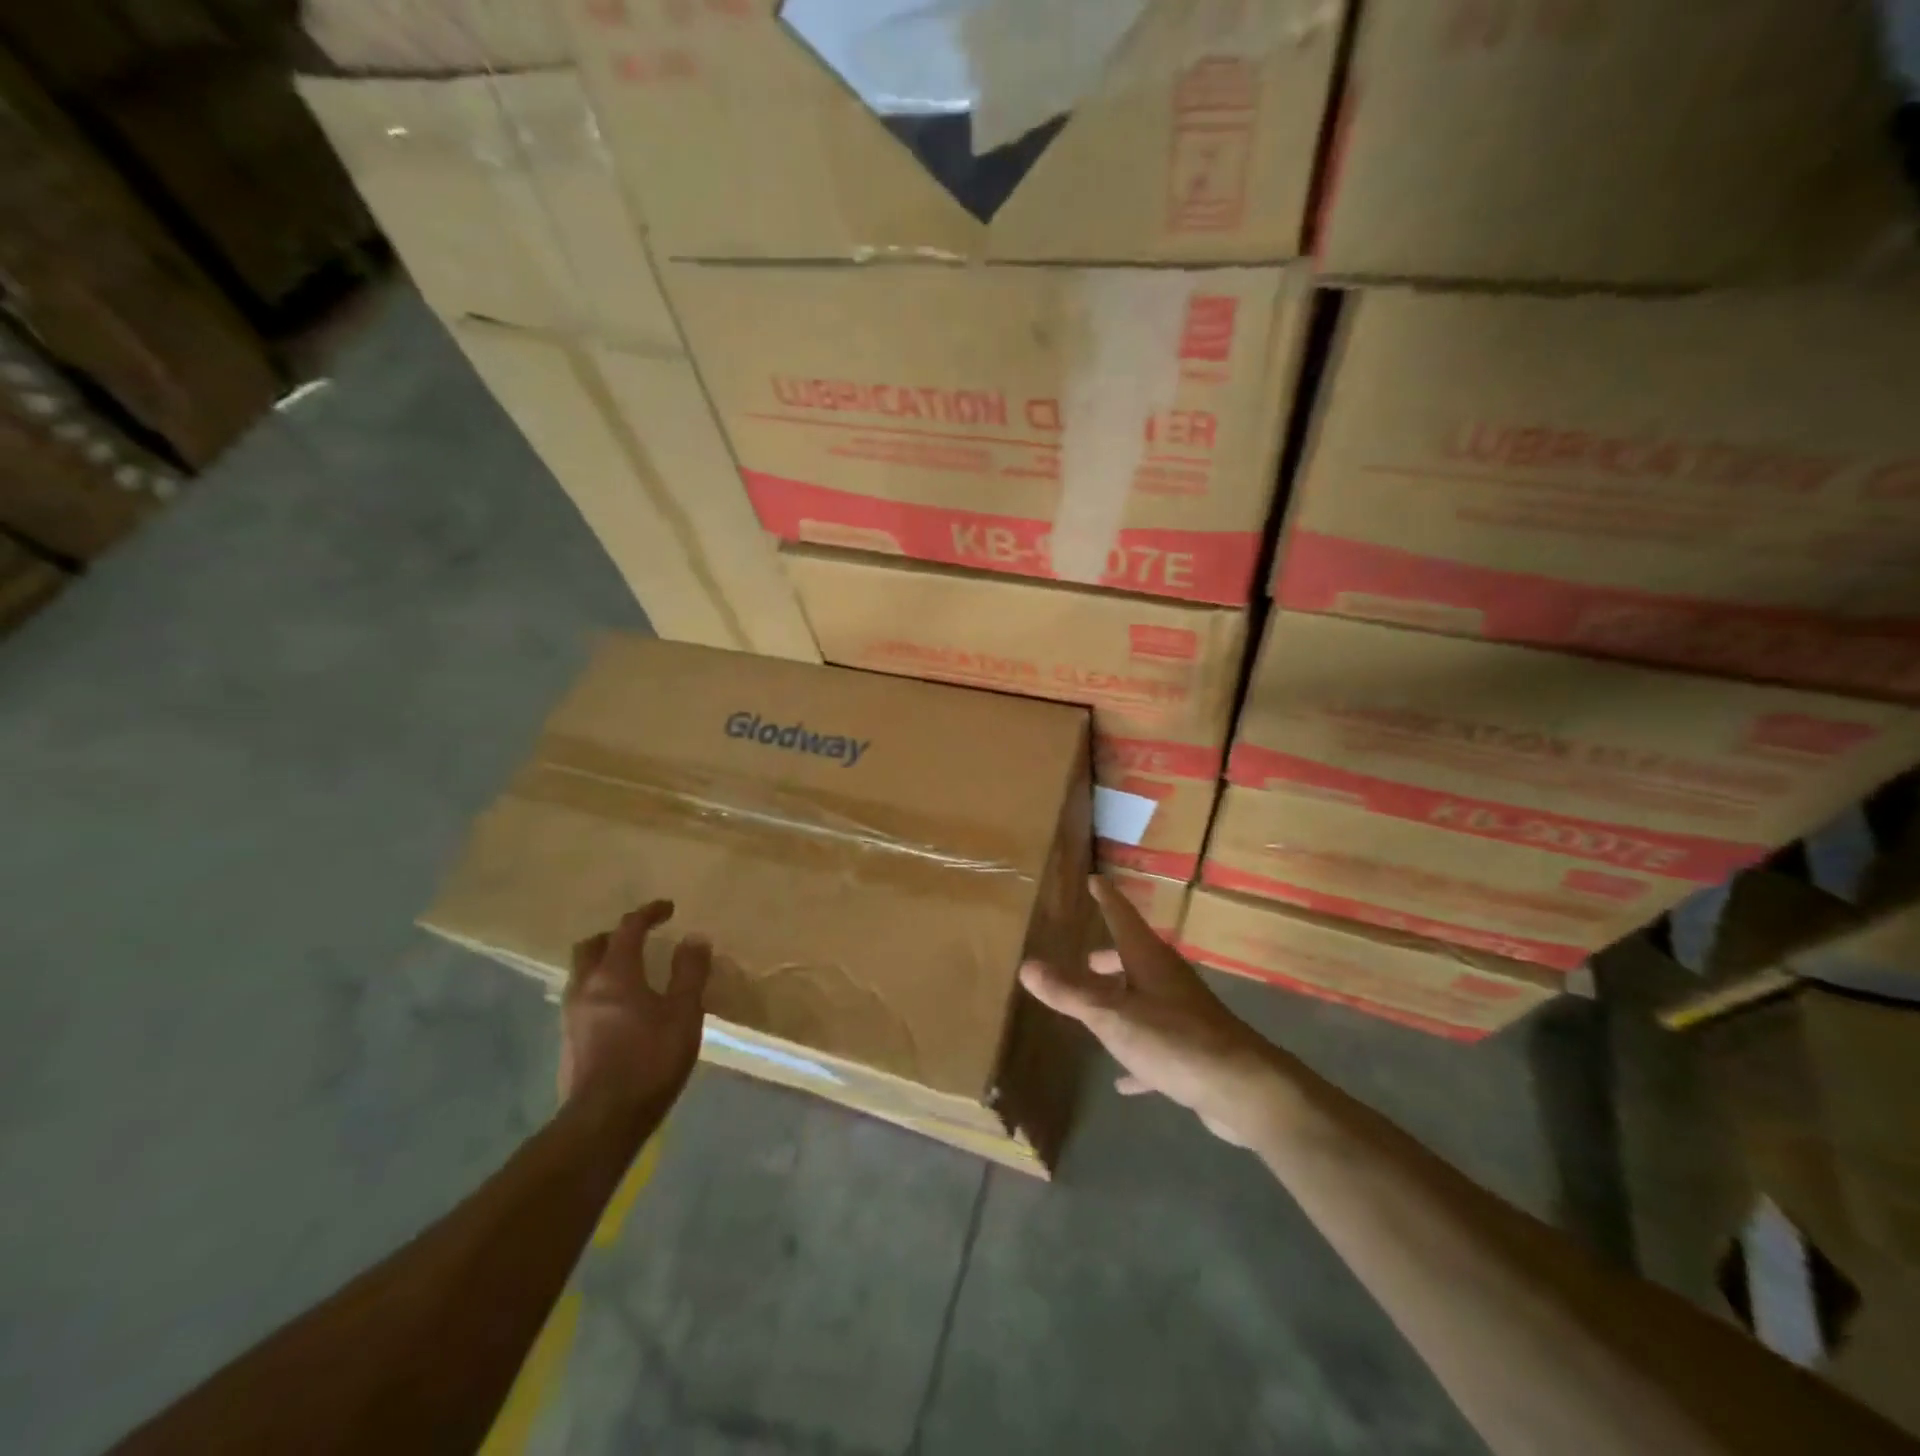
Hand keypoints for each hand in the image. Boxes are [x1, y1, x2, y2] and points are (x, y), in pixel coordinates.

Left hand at [561, 900, 710, 1116]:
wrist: (603, 1120)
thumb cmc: (650, 1059)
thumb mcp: (684, 1013)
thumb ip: (689, 972)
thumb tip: (694, 938)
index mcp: (614, 974)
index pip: (628, 928)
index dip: (648, 913)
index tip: (667, 908)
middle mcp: (586, 987)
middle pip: (592, 946)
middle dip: (616, 935)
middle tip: (641, 938)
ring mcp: (572, 1015)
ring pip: (582, 973)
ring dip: (604, 963)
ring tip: (632, 972)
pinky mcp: (568, 1041)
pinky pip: (582, 999)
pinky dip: (600, 989)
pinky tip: (621, 1009)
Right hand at [1021, 876, 1293, 1148]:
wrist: (1241, 1089)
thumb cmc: (1172, 1040)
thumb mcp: (1111, 1016)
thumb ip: (1070, 993)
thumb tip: (1027, 965)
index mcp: (1148, 959)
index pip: (1122, 916)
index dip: (1106, 898)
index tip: (1095, 880)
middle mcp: (1168, 979)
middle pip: (1135, 957)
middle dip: (1110, 956)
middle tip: (1087, 959)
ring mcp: (1184, 1014)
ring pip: (1146, 998)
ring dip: (1122, 999)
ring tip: (1097, 1009)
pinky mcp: (1193, 1050)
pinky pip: (1157, 1044)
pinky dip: (1137, 1053)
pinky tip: (1123, 1079)